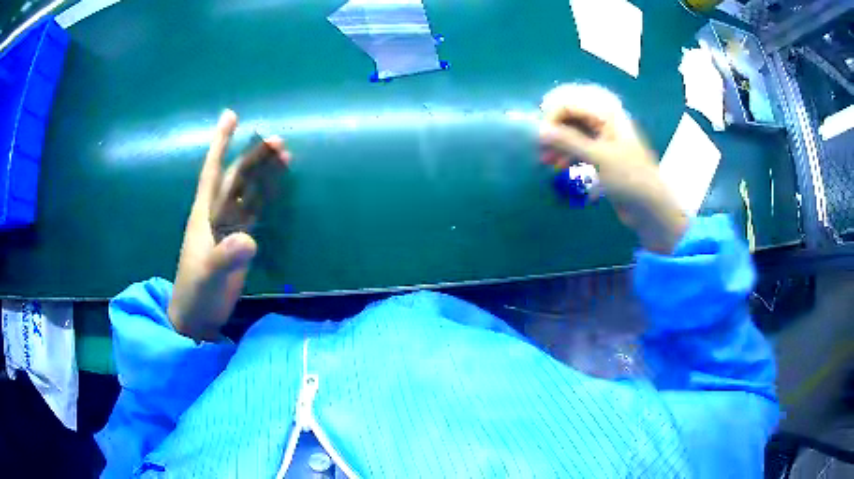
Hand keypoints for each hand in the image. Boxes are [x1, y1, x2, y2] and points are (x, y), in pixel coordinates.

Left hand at [168, 110, 291, 339]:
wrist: (197, 317)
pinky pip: (253, 212)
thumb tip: (249, 238)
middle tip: (278, 140)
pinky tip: (275, 187)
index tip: (230, 115)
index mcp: (203, 214)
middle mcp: (215, 214)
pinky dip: (265, 197)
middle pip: (236, 177)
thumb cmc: (196, 293)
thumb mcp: (208, 275)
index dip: (220, 143)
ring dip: (263, 173)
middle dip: (254, 156)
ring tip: (284, 156)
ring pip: (247, 192)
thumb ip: (226, 257)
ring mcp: (227, 228)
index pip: (211, 171)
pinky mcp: (238, 242)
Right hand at [538, 86, 687, 253]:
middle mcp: (604, 120)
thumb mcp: (598, 157)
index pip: (570, 101)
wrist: (650, 207)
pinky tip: (559, 167)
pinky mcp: (601, 155)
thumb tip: (539, 131)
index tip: (542, 137)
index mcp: (607, 113)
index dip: (553, 116)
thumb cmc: (629, 178)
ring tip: (547, 163)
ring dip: (558, 145)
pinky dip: (567, 154)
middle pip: (569, 115)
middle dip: (553, 131)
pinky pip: (578, 147)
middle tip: (541, 150)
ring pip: (572, 132)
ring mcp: (603, 138)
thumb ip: (568, 141)